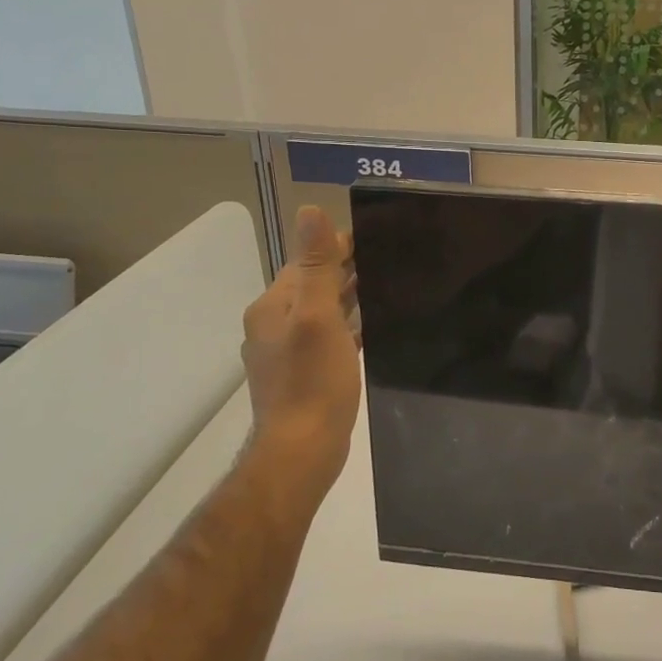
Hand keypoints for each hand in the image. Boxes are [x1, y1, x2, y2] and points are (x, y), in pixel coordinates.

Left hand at [240, 206, 362, 510]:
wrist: (302, 451)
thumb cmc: (312, 381)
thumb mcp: (318, 316)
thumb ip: (316, 265)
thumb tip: (309, 210)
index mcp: (272, 307)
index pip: (306, 262)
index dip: (337, 246)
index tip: (375, 235)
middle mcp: (272, 325)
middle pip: (312, 286)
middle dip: (345, 271)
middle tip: (389, 259)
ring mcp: (285, 353)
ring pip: (321, 312)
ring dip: (347, 298)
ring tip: (385, 287)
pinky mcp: (302, 375)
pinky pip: (327, 338)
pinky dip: (347, 327)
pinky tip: (370, 329)